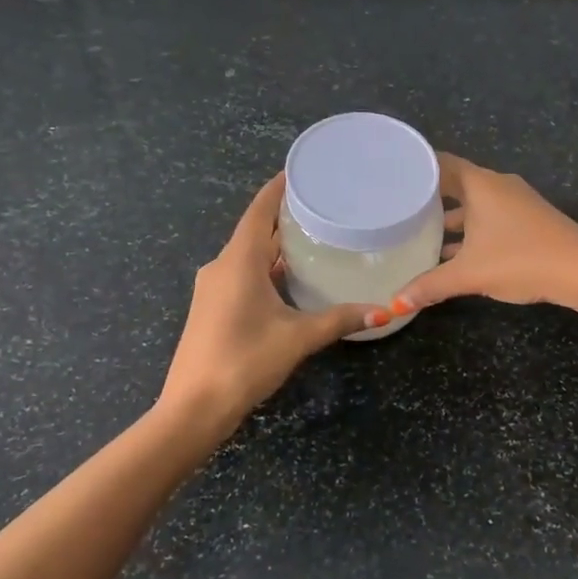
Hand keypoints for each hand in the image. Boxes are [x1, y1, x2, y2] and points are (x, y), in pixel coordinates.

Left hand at [159, 174, 373, 429]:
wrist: (193, 408)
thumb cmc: (244, 361)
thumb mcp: (297, 338)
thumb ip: (339, 319)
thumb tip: (385, 310)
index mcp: (238, 261)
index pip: (259, 211)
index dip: (279, 188)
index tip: (303, 170)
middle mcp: (221, 267)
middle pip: (255, 231)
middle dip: (285, 218)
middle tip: (324, 206)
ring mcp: (213, 289)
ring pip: (248, 256)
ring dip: (276, 246)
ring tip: (315, 238)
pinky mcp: (212, 309)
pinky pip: (242, 275)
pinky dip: (267, 269)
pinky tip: (292, 279)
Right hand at [395, 154, 577, 312]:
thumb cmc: (520, 259)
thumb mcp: (469, 274)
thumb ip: (430, 286)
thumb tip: (396, 303)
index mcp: (481, 184)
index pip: (441, 163)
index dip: (417, 167)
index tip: (393, 175)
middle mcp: (498, 186)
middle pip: (456, 184)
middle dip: (430, 197)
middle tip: (398, 208)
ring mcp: (516, 203)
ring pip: (474, 205)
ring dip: (451, 219)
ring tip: (419, 234)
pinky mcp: (528, 221)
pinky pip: (490, 218)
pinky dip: (471, 230)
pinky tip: (454, 254)